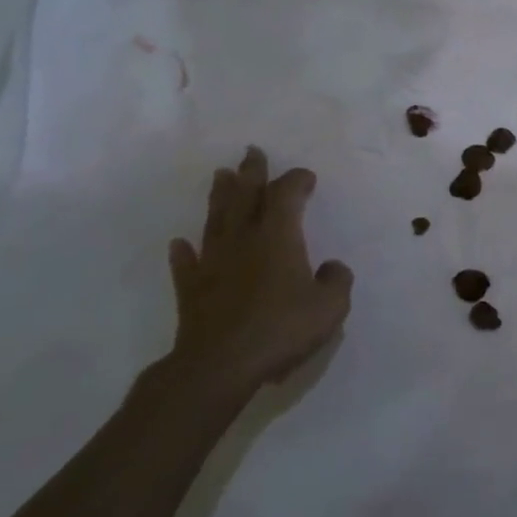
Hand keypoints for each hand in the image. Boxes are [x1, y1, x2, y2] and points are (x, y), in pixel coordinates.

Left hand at [165, 147, 353, 398]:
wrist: (221, 365)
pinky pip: (187, 264)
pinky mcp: (192, 290)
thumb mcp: (330, 306)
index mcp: (278, 237)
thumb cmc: (282, 328)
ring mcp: (213, 263)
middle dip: (252, 173)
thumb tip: (331, 267)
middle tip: (251, 151)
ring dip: (220, 197)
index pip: (287, 195)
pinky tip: (180, 243)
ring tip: (220, 175)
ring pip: (215, 220)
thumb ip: (337, 280)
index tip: (306, 177)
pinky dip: (185, 252)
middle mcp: (243, 240)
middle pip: (245, 196)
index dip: (297, 180)